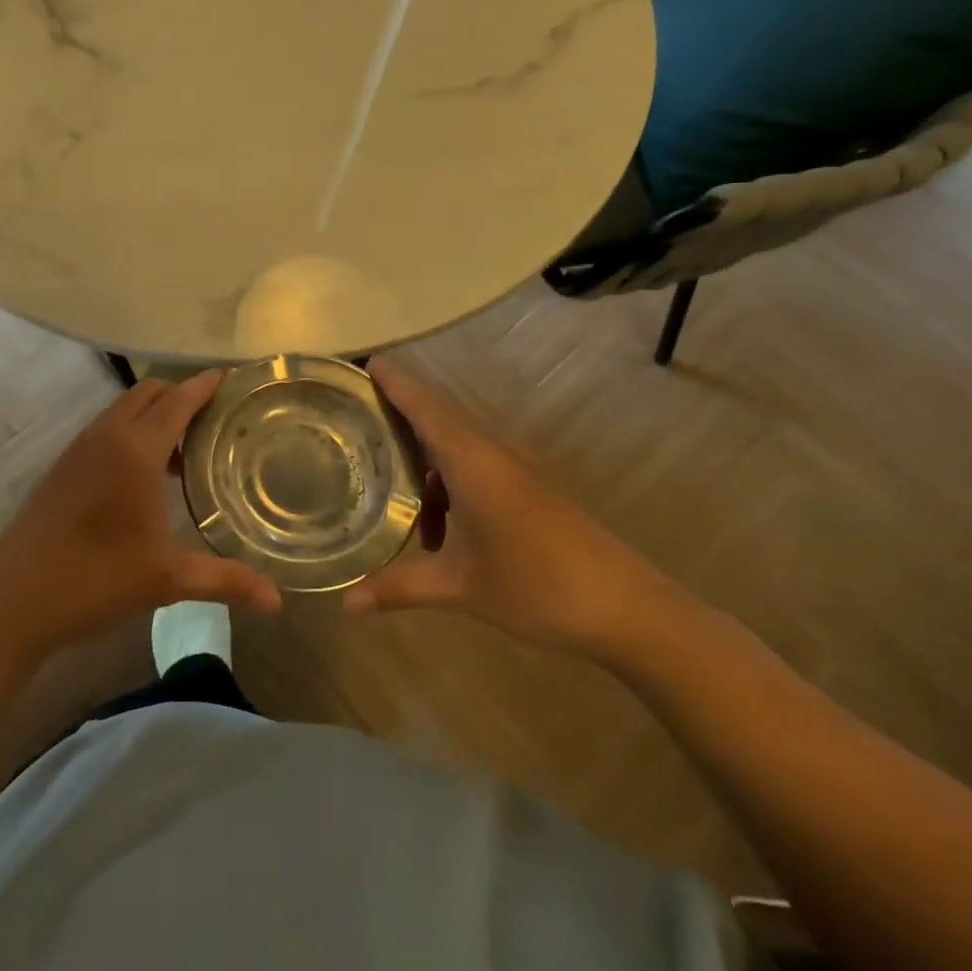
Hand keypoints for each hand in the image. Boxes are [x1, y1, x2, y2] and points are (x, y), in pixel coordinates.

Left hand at [0, 372, 283, 660]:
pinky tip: (142, 474)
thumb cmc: (95, 580)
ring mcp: (78, 449)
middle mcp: (106, 436)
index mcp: (135, 450)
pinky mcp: (62, 466)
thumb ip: (225, 580)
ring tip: (183, 447)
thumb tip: (277, 600)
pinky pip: (104, 429)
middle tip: (213, 416)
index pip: (177, 401)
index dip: (203, 386)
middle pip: (148, 393)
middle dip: (180, 393)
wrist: (13, 600)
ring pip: (122, 409)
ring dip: (153, 413)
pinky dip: (130, 430)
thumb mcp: (166, 579)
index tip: (229, 377)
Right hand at [343, 361, 672, 657]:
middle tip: (355, 424)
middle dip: (398, 419)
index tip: (364, 362)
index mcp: (471, 459)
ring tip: (392, 499)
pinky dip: (448, 484)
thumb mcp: (459, 587)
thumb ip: (398, 587)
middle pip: (436, 419)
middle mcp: (491, 452)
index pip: (423, 404)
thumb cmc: (536, 586)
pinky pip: (475, 467)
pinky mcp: (530, 487)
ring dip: (424, 465)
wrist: (627, 609)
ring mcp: (515, 468)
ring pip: (455, 447)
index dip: (393, 381)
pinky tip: (440, 533)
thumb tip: (344, 605)